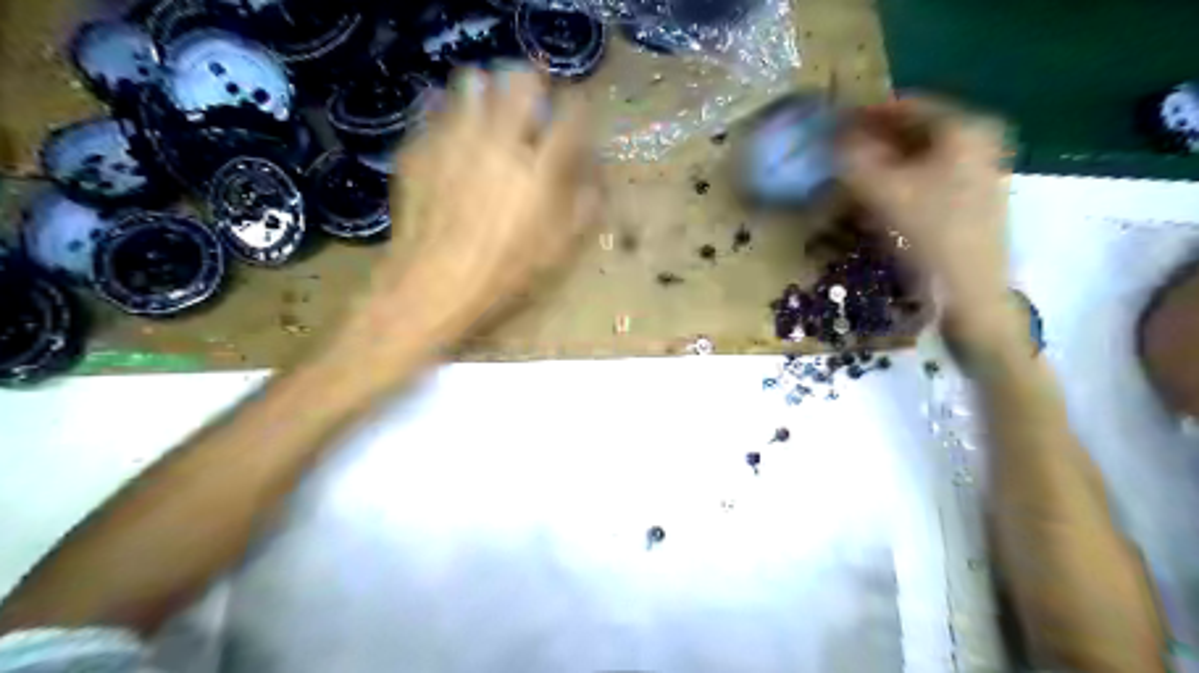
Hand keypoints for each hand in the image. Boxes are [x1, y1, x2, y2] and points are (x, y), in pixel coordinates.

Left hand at [354, 65, 598, 342]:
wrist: (431, 285)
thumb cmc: (502, 274)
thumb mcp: (555, 252)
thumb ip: (582, 210)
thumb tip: (597, 181)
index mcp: (539, 170)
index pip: (570, 118)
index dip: (577, 107)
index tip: (575, 109)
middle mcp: (500, 142)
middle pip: (521, 81)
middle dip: (532, 82)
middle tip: (531, 97)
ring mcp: (455, 139)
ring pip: (474, 84)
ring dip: (488, 89)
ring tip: (489, 108)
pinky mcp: (420, 147)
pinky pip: (434, 109)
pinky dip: (447, 111)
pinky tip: (451, 130)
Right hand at [835, 99, 1014, 336]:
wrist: (970, 292)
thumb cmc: (928, 235)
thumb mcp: (881, 192)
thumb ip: (852, 158)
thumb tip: (833, 137)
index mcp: (963, 127)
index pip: (904, 105)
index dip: (862, 115)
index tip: (829, 127)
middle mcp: (979, 139)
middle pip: (913, 130)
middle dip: (872, 142)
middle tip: (838, 156)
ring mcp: (981, 168)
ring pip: (919, 156)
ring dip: (883, 164)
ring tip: (852, 180)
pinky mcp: (974, 196)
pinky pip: (929, 176)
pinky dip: (901, 181)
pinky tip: (880, 200)